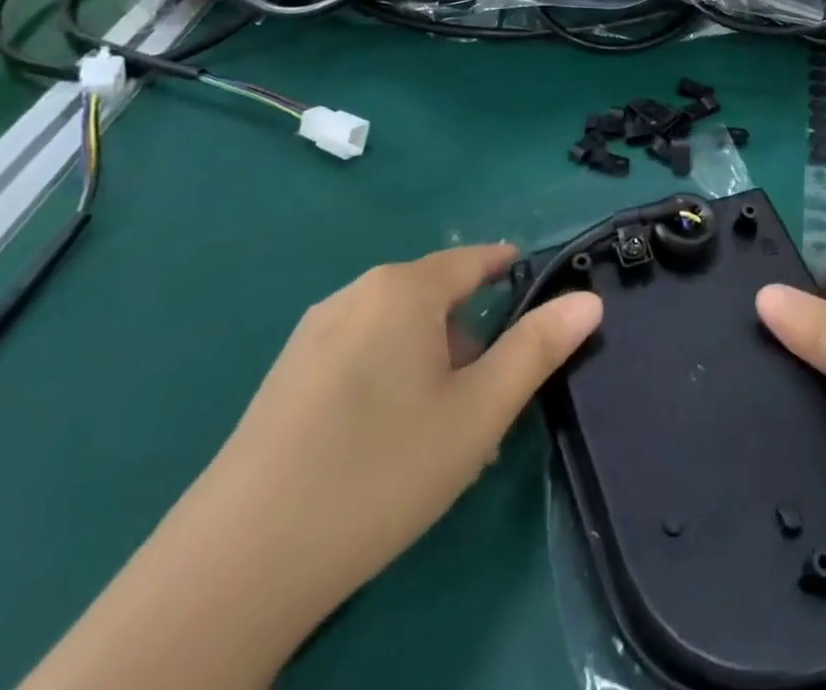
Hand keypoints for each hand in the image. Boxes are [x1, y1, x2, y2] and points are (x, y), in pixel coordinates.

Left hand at [200, 244, 601, 604]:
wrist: (236, 566)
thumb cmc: (380, 471)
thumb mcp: (479, 413)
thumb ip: (538, 348)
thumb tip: (589, 300)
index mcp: (404, 289)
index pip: (476, 260)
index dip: (514, 275)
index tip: (540, 310)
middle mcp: (356, 294)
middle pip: (437, 298)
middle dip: (473, 339)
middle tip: (490, 403)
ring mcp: (313, 334)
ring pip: (398, 331)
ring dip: (433, 366)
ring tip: (444, 434)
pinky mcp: (285, 377)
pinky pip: (361, 356)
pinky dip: (391, 381)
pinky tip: (388, 447)